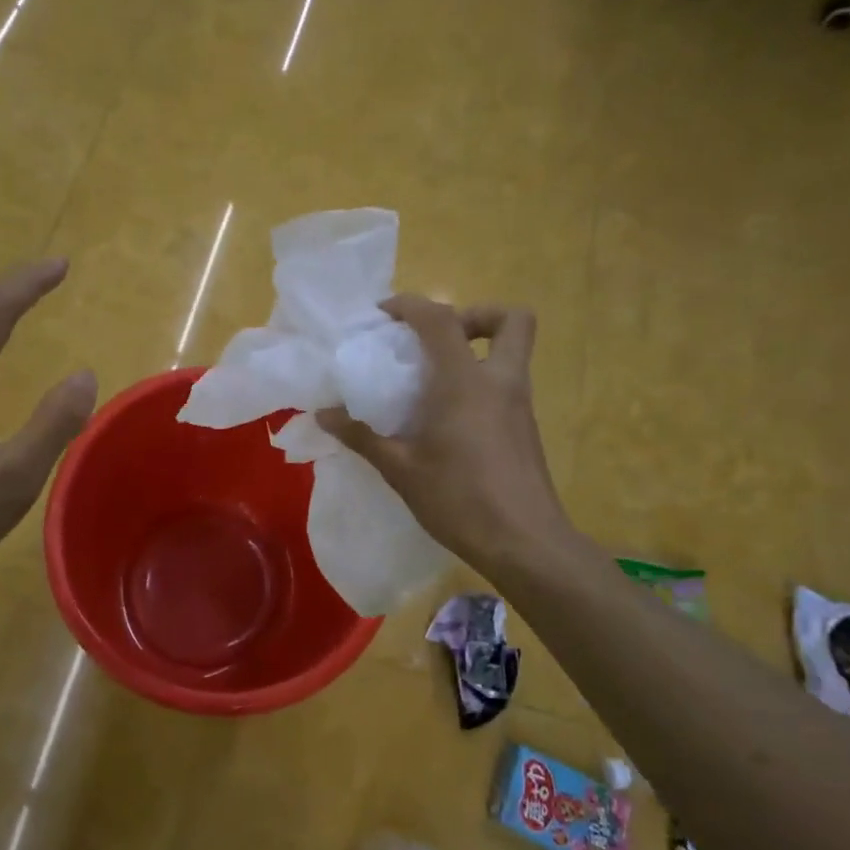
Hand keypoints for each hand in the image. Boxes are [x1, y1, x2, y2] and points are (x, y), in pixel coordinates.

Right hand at [316, 295, 575, 580]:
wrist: (525, 543)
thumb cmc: (459, 499)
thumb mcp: (400, 469)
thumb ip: (361, 436)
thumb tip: (323, 415)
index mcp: (465, 382)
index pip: (441, 319)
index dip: (411, 305)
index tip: (383, 316)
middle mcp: (500, 382)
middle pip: (511, 319)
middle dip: (474, 315)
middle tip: (434, 341)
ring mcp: (519, 404)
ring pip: (510, 352)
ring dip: (474, 350)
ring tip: (431, 381)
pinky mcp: (525, 428)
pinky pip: (504, 383)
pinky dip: (478, 383)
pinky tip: (447, 420)